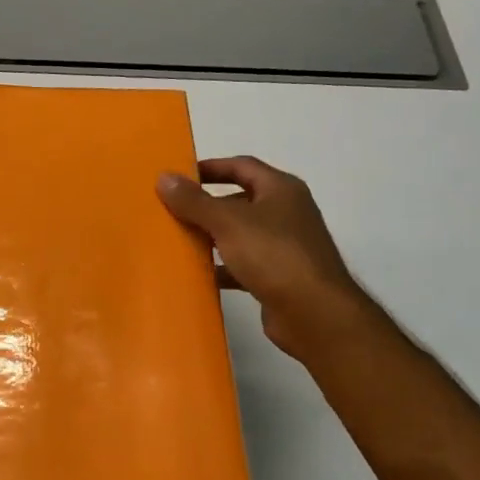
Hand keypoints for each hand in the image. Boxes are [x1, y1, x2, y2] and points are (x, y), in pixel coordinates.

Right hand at [157, 157, 367, 358]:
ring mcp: (284, 246)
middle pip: (239, 200)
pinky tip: (198, 274)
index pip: (242, 166)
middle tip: (171, 209)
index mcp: (281, 190)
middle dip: (206, 205)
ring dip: (211, 236)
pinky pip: (243, 265)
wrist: (314, 313)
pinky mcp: (278, 277)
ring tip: (178, 240)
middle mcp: (286, 213)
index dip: (210, 167)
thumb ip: (194, 201)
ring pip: (239, 234)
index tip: (179, 176)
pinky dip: (222, 267)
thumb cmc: (274, 255)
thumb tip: (164, 177)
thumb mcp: (228, 222)